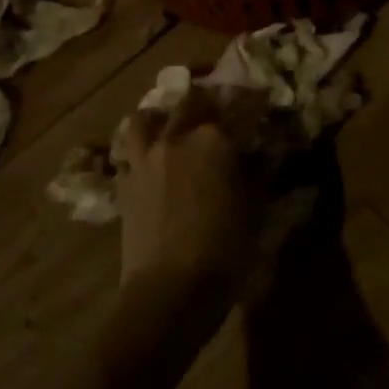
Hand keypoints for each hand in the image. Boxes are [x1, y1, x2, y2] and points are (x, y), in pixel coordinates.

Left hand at [115, 86, 265, 298]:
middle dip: (208, 97)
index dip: (255, 100)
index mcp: (216, 140)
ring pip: (147, 118)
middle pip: (191, 100)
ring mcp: (145, 159)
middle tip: (220, 105)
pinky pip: (128, 152)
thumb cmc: (224, 249)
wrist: (169, 291)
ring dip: (162, 114)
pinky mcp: (124, 183)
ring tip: (173, 122)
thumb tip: (262, 152)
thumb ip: (259, 172)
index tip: (264, 98)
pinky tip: (151, 158)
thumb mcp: (255, 207)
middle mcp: (177, 138)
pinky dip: (140, 147)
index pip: (241, 106)